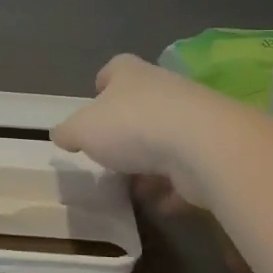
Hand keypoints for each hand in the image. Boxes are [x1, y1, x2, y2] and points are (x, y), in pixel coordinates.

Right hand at [51, 54, 244, 198]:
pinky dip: (175, 187)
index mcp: (131, 74)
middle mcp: (164, 89)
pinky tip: (162, 204)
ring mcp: (192, 119)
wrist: (203, 146)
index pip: (115, 68)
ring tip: (134, 187)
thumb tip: (60, 134)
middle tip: (109, 154)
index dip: (104, 82)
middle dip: (126, 130)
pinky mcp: (212, 150)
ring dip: (152, 162)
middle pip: (141, 104)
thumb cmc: (133, 126)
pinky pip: (187, 169)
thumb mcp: (83, 129)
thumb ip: (69, 132)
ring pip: (166, 139)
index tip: (95, 98)